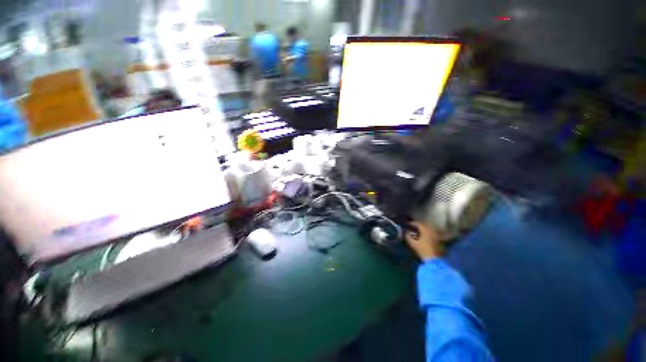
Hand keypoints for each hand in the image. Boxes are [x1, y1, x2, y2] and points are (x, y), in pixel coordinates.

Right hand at [405, 221, 442, 259]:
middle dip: (418, 226)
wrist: (435, 260)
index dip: (412, 223)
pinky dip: (428, 234)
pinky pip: (432, 234)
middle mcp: (432, 231)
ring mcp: (437, 235)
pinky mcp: (440, 240)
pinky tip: (424, 237)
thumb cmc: (423, 250)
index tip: (407, 224)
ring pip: (429, 230)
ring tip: (418, 232)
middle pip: (424, 225)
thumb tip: (405, 232)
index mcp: (426, 230)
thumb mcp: (413, 244)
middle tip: (412, 227)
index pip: (418, 224)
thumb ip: (408, 236)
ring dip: (423, 230)